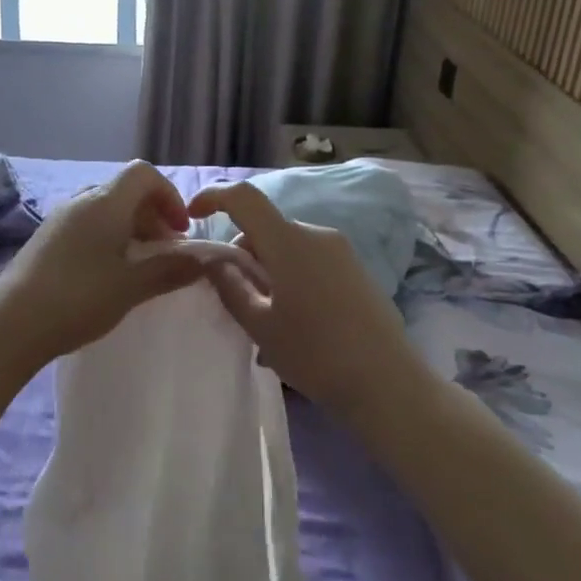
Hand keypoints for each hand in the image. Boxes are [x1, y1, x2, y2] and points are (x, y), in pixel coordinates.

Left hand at [0, 161, 206, 370]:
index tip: (179, 231)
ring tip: (140, 264)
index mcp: (105, 202)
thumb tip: (204, 260)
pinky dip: (107, 237)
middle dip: (152, 215)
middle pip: (125, 190)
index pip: (143, 174)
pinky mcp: (45, 238)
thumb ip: (170, 269)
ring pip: (105, 208)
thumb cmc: (79, 298)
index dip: (168, 195)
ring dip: (130, 227)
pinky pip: (86, 224)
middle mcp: (81, 201)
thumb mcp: (131, 286)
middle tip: (166, 251)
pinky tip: (108, 272)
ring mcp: (59, 218)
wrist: (12, 323)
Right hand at [186, 181, 426, 417]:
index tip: (192, 215)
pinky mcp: (356, 269)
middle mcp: (316, 234)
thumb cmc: (315, 354)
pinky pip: (309, 260)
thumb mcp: (260, 325)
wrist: (388, 383)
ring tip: (264, 319)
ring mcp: (341, 250)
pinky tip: (292, 321)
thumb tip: (213, 260)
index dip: (213, 197)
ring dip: (266, 269)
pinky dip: (289, 277)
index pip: (243, 197)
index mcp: (289, 241)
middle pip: (265, 227)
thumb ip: (230, 286)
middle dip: (241, 252)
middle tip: (232, 296)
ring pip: (287, 246)